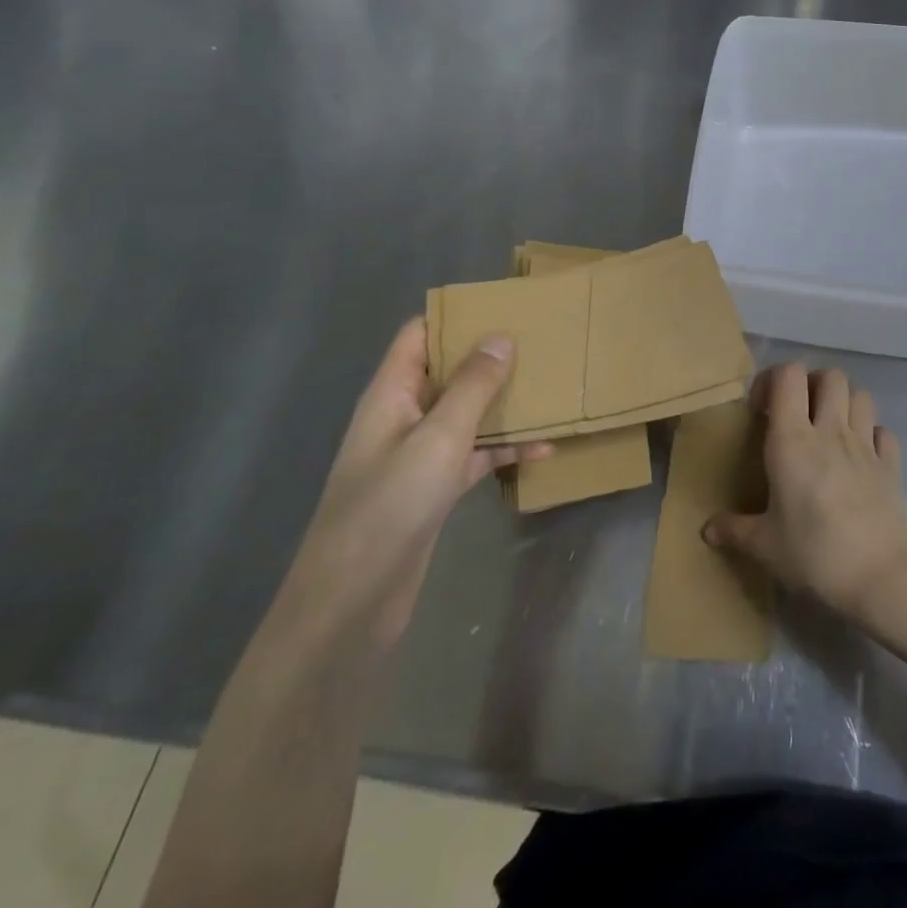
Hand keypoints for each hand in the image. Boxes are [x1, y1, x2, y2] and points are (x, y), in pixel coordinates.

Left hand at [276, 318, 551, 653]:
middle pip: (449, 372)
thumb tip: (502, 336)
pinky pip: (475, 454)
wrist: (354, 601)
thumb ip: (472, 386)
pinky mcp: (435, 488)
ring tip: (552, 391)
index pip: (419, 335)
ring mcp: (419, 454)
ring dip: (504, 405)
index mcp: (392, 393)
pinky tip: (543, 450)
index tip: (506, 307)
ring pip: (467, 414)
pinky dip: (504, 449)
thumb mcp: (439, 438)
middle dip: (491, 358)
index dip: (457, 316)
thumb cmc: (390, 506)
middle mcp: (404, 416)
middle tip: (543, 344)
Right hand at [704, 362, 906, 624]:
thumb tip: (706, 529)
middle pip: (830, 375)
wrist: (882, 577)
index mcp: (793, 440)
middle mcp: (831, 431)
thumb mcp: (765, 546)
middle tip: (798, 414)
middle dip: (812, 384)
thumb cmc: (815, 554)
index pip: (788, 375)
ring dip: (844, 403)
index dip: (773, 380)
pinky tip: (861, 457)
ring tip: (829, 430)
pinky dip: (872, 435)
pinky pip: (883, 432)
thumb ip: (734, 531)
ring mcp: (866, 445)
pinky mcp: (892, 466)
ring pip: (861, 395)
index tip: (761, 410)